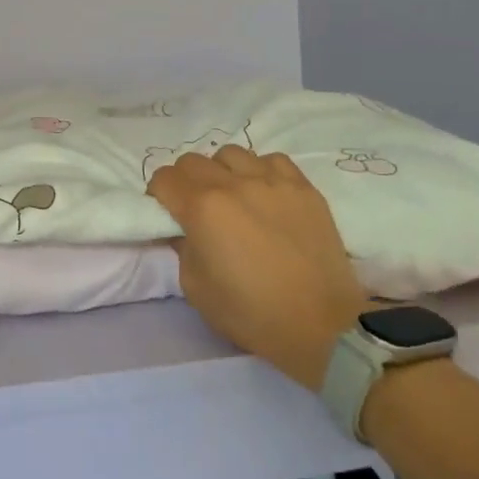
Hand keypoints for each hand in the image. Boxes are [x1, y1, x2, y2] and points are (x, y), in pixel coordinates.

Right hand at [148, 146, 369, 389]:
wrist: (320, 324)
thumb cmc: (250, 312)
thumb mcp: (195, 288)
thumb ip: (181, 248)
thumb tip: (183, 229)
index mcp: (202, 208)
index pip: (164, 178)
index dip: (158, 195)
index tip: (166, 214)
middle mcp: (235, 183)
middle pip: (192, 161)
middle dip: (184, 181)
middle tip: (194, 208)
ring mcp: (273, 181)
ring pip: (231, 154)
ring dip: (221, 172)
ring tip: (232, 197)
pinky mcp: (304, 187)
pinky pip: (271, 160)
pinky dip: (259, 171)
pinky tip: (264, 194)